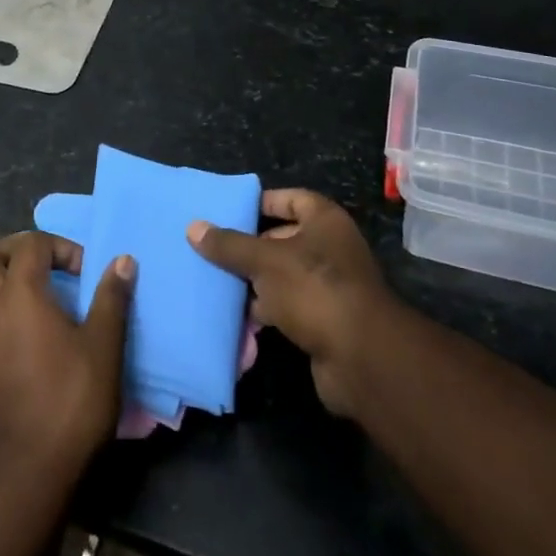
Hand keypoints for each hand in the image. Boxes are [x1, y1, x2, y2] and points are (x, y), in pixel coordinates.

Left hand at [0, 231, 133, 485]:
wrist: (29, 471)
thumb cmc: (71, 401)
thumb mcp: (104, 345)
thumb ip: (111, 298)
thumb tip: (123, 260)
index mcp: (19, 294)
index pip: (30, 245)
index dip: (59, 248)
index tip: (84, 272)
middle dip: (17, 250)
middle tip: (47, 264)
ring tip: (26, 292)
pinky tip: (11, 329)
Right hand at [188, 190, 395, 416]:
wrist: (361, 357)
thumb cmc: (314, 288)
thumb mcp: (264, 261)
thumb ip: (230, 244)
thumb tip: (193, 227)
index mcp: (324, 220)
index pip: (290, 198)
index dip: (261, 202)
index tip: (228, 212)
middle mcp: (330, 247)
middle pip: (283, 237)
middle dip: (250, 246)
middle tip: (214, 251)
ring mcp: (330, 285)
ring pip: (284, 274)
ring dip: (256, 282)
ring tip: (218, 283)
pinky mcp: (325, 319)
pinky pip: (289, 306)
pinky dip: (268, 310)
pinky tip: (239, 316)